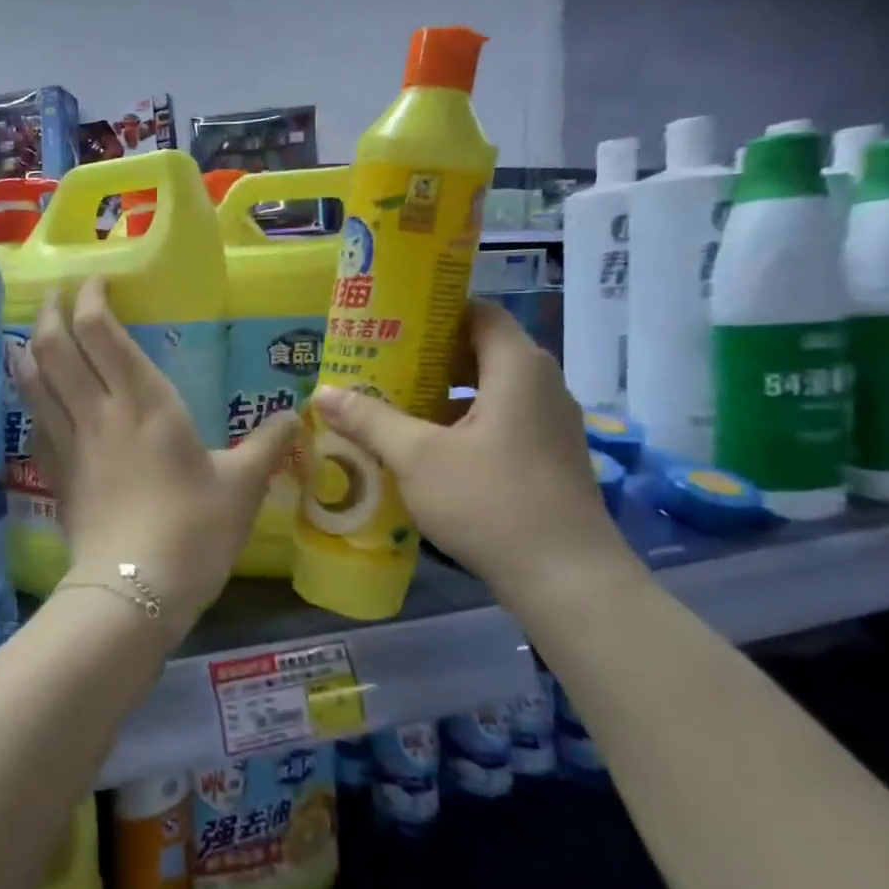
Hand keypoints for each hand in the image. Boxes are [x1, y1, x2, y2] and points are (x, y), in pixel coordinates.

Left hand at [7, 276, 296, 634]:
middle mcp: (98, 411)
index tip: (97, 282)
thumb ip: (267, 445)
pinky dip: (30, 398)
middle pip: (55, 345)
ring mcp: (69, 442)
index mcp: (144, 402)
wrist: (135, 589)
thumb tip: (295, 418)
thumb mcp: (243, 486)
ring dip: (30, 348)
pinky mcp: (55, 474)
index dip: (90, 297)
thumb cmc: (194, 529)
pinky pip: (34, 422)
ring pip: (34, 380)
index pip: (100, 331)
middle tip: (58, 295)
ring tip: (35, 333)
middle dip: (52, 312)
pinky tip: (35, 396)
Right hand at [311, 300, 636, 604]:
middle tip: (378, 362)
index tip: (390, 319)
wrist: (566, 578)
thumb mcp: (417, 457)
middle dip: (428, 355)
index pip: (478, 312)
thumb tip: (322, 392)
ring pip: (488, 390)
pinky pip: (499, 420)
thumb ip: (369, 419)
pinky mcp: (548, 457)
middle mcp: (541, 385)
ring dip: (441, 392)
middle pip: (480, 350)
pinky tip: (423, 447)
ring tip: (390, 402)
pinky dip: (461, 421)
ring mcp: (549, 424)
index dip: (435, 310)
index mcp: (517, 369)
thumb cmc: (490, 501)